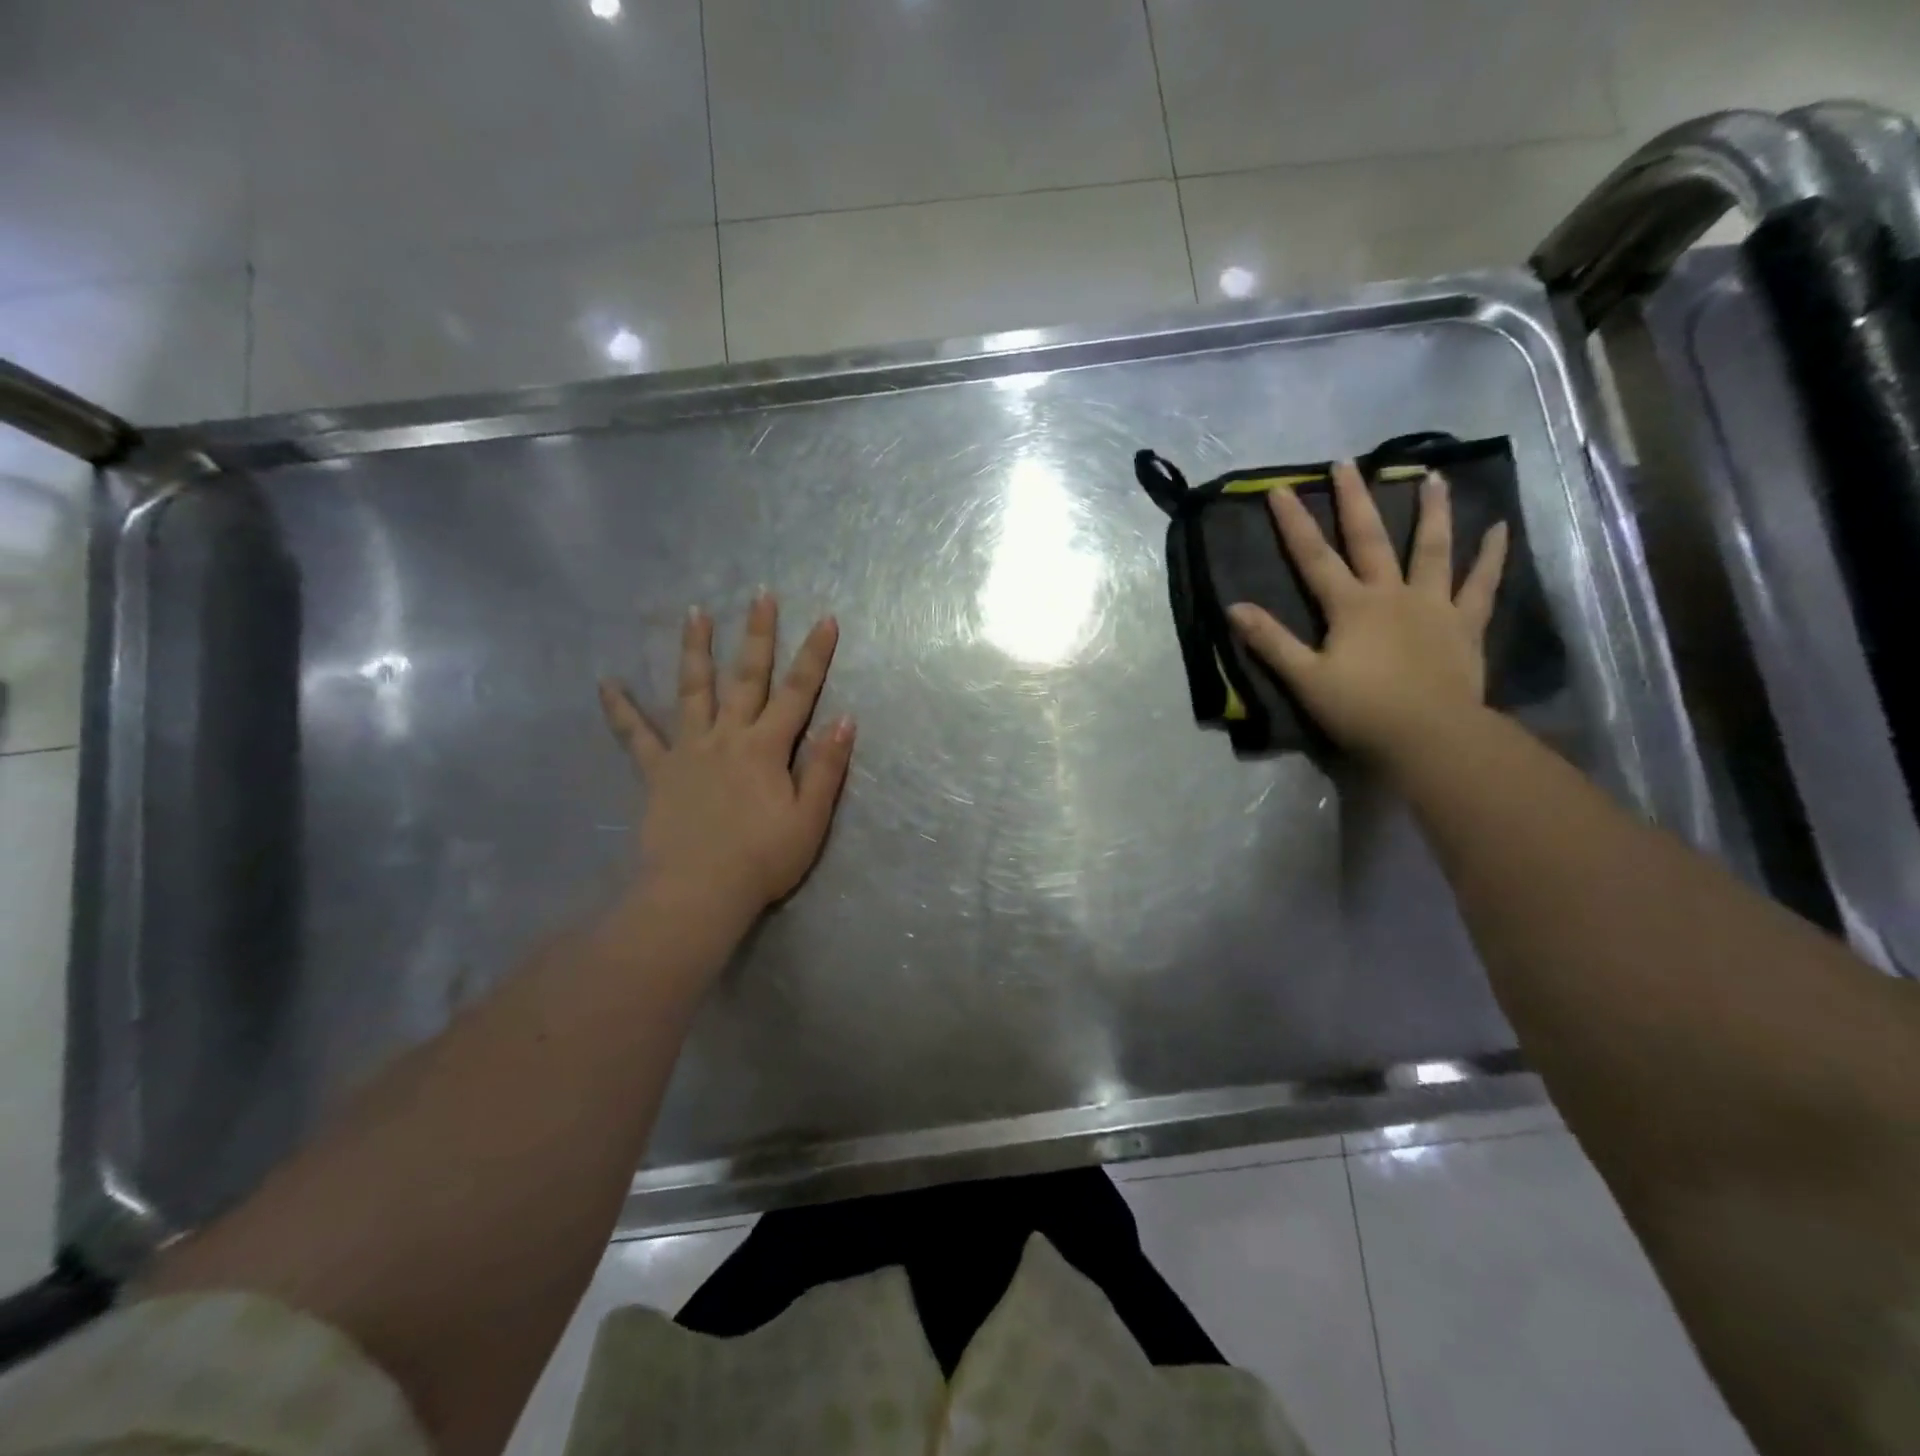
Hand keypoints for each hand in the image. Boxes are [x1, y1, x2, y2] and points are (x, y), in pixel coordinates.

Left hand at [598, 593, 854, 923]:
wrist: (698, 892)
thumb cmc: (762, 859)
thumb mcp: (810, 819)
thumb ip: (826, 767)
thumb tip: (845, 719)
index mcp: (767, 748)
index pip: (799, 693)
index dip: (814, 655)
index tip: (825, 618)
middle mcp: (728, 737)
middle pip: (746, 677)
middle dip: (757, 634)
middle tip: (760, 595)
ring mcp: (689, 751)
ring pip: (693, 691)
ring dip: (696, 650)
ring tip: (695, 613)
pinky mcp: (658, 772)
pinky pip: (636, 736)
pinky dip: (621, 709)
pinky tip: (606, 683)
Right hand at [1228, 460, 1506, 765]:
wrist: (1430, 737)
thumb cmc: (1362, 710)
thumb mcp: (1305, 679)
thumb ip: (1271, 642)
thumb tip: (1234, 608)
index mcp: (1351, 607)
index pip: (1314, 557)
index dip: (1295, 523)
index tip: (1281, 488)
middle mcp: (1392, 594)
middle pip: (1370, 539)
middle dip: (1355, 500)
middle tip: (1347, 463)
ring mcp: (1434, 606)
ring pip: (1432, 549)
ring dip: (1431, 511)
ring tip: (1431, 475)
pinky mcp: (1465, 625)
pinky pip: (1481, 584)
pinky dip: (1491, 556)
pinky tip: (1500, 528)